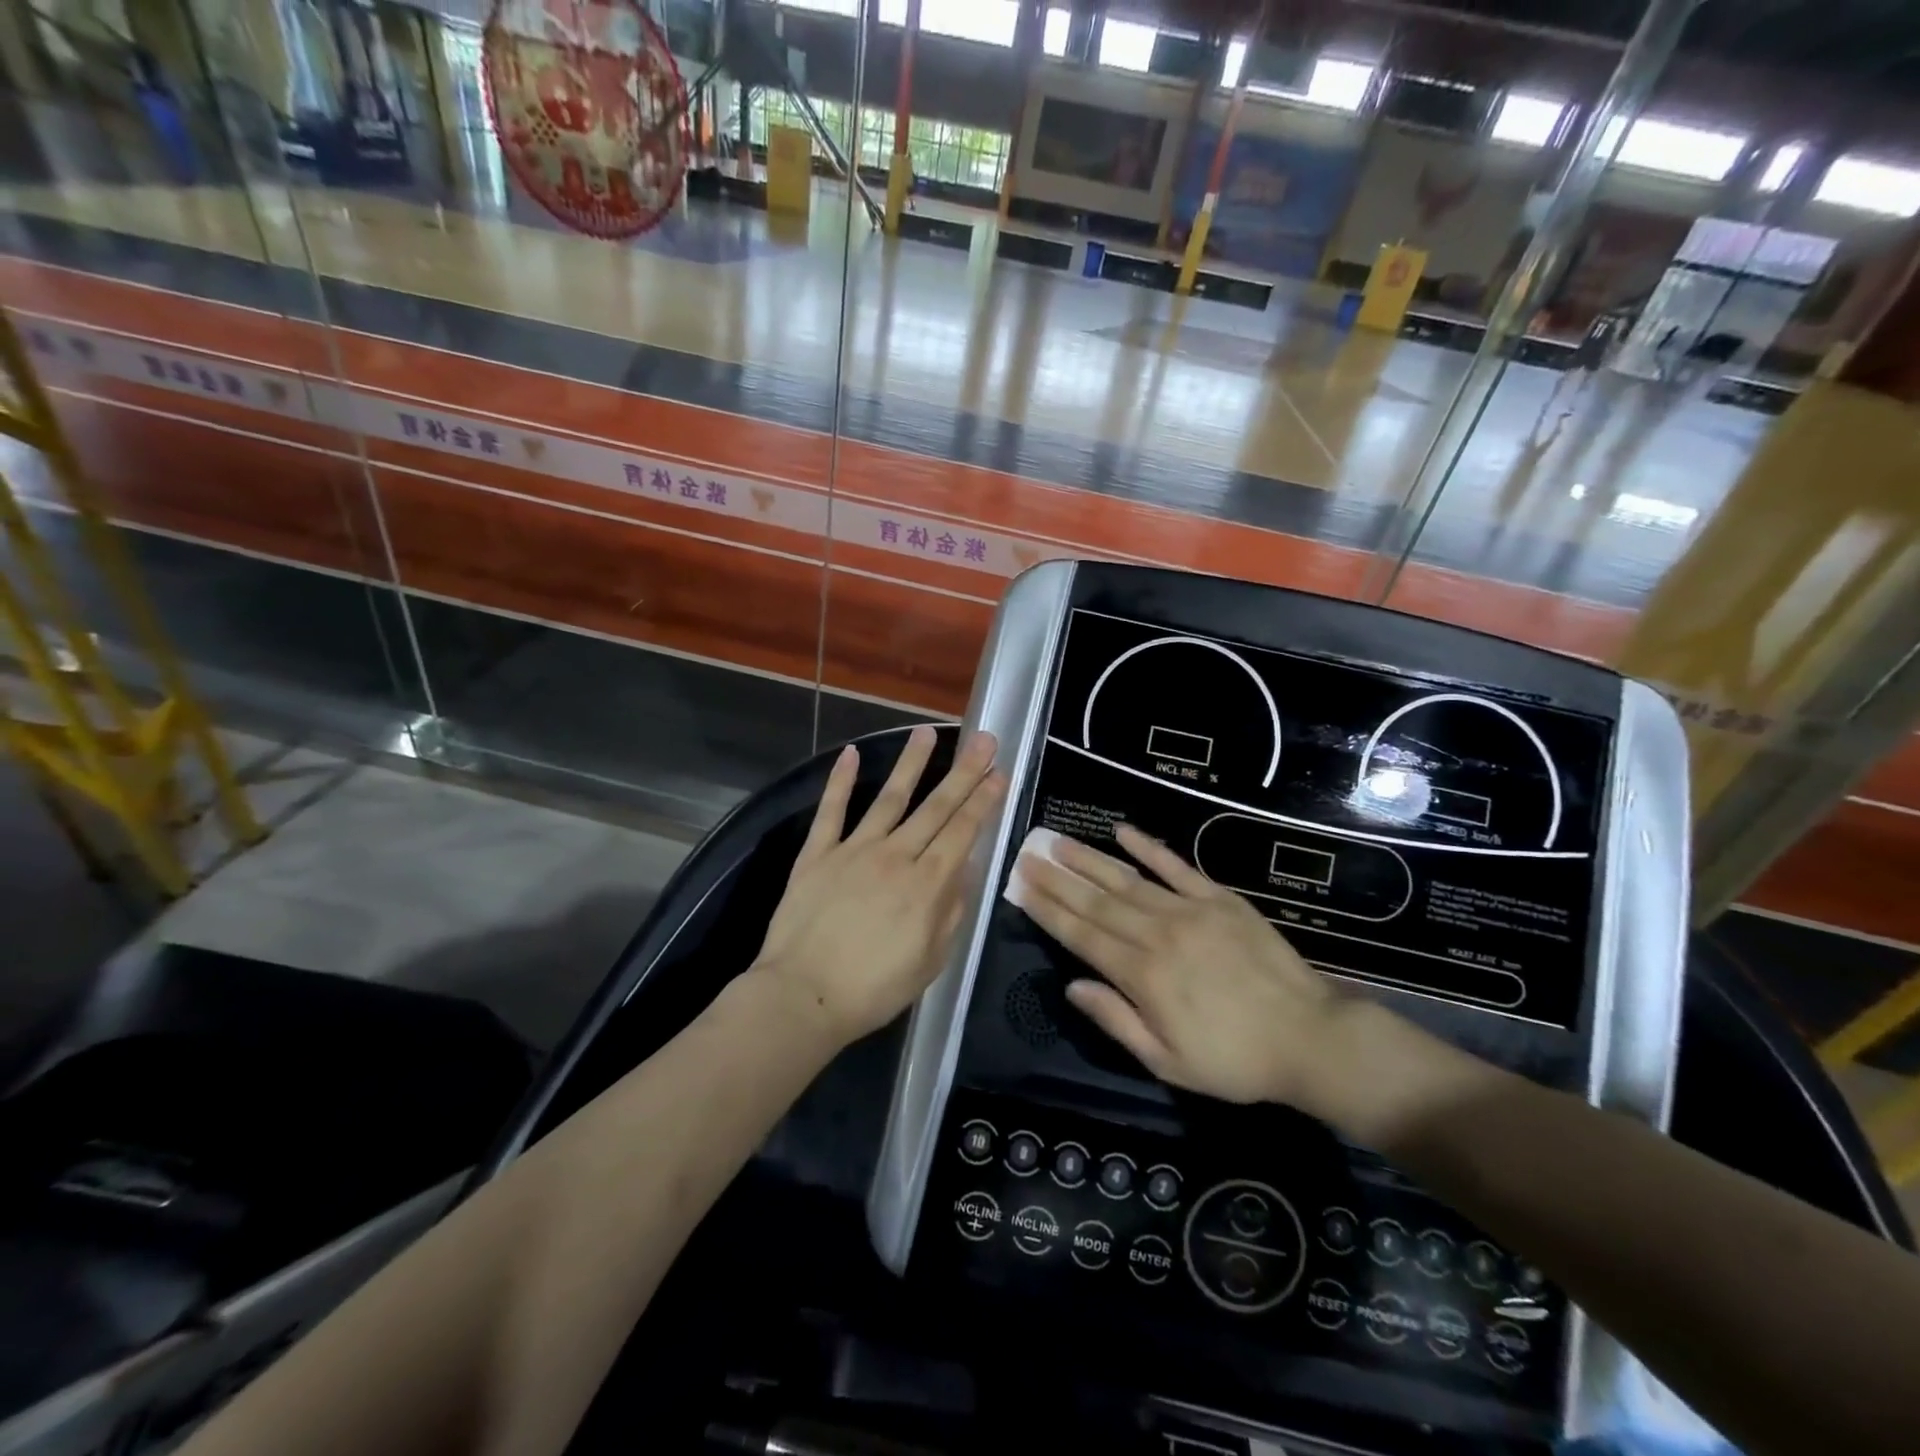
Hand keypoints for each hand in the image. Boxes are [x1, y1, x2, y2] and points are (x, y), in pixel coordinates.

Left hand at [754, 726, 1003, 1043]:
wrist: (803, 996)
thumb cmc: (874, 988)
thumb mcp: (931, 961)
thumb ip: (951, 910)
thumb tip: (966, 868)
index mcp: (927, 884)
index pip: (963, 831)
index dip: (984, 800)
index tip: (999, 773)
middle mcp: (896, 856)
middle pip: (936, 807)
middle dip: (964, 772)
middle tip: (984, 739)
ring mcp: (854, 850)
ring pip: (889, 798)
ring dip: (911, 763)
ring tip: (928, 732)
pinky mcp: (817, 854)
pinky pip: (831, 811)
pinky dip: (839, 781)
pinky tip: (850, 753)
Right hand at [1012, 825, 1351, 1113]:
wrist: (1309, 1037)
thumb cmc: (1234, 1060)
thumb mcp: (1168, 1061)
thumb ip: (1116, 1020)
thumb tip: (1071, 986)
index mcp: (1142, 975)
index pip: (1081, 935)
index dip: (1048, 910)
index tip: (1021, 887)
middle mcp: (1158, 934)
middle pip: (1096, 901)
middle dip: (1058, 879)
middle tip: (1028, 855)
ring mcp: (1189, 911)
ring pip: (1127, 879)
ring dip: (1089, 859)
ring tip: (1058, 841)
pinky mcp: (1220, 899)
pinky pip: (1177, 867)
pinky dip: (1148, 847)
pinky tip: (1122, 830)